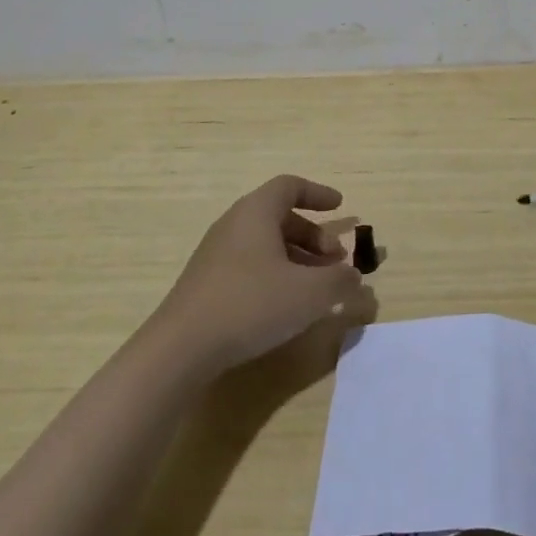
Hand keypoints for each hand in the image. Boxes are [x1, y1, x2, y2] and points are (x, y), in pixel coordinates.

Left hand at [153, 174, 372, 375]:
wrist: (180, 349)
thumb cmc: (251, 304)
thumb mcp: (310, 293)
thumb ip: (340, 280)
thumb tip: (354, 275)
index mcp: (255, 213)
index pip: (289, 186)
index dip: (318, 193)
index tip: (340, 207)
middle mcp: (234, 225)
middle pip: (280, 217)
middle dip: (314, 236)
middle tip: (336, 261)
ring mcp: (217, 255)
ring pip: (266, 244)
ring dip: (298, 258)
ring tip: (318, 288)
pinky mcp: (208, 284)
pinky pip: (251, 265)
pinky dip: (277, 274)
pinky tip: (288, 306)